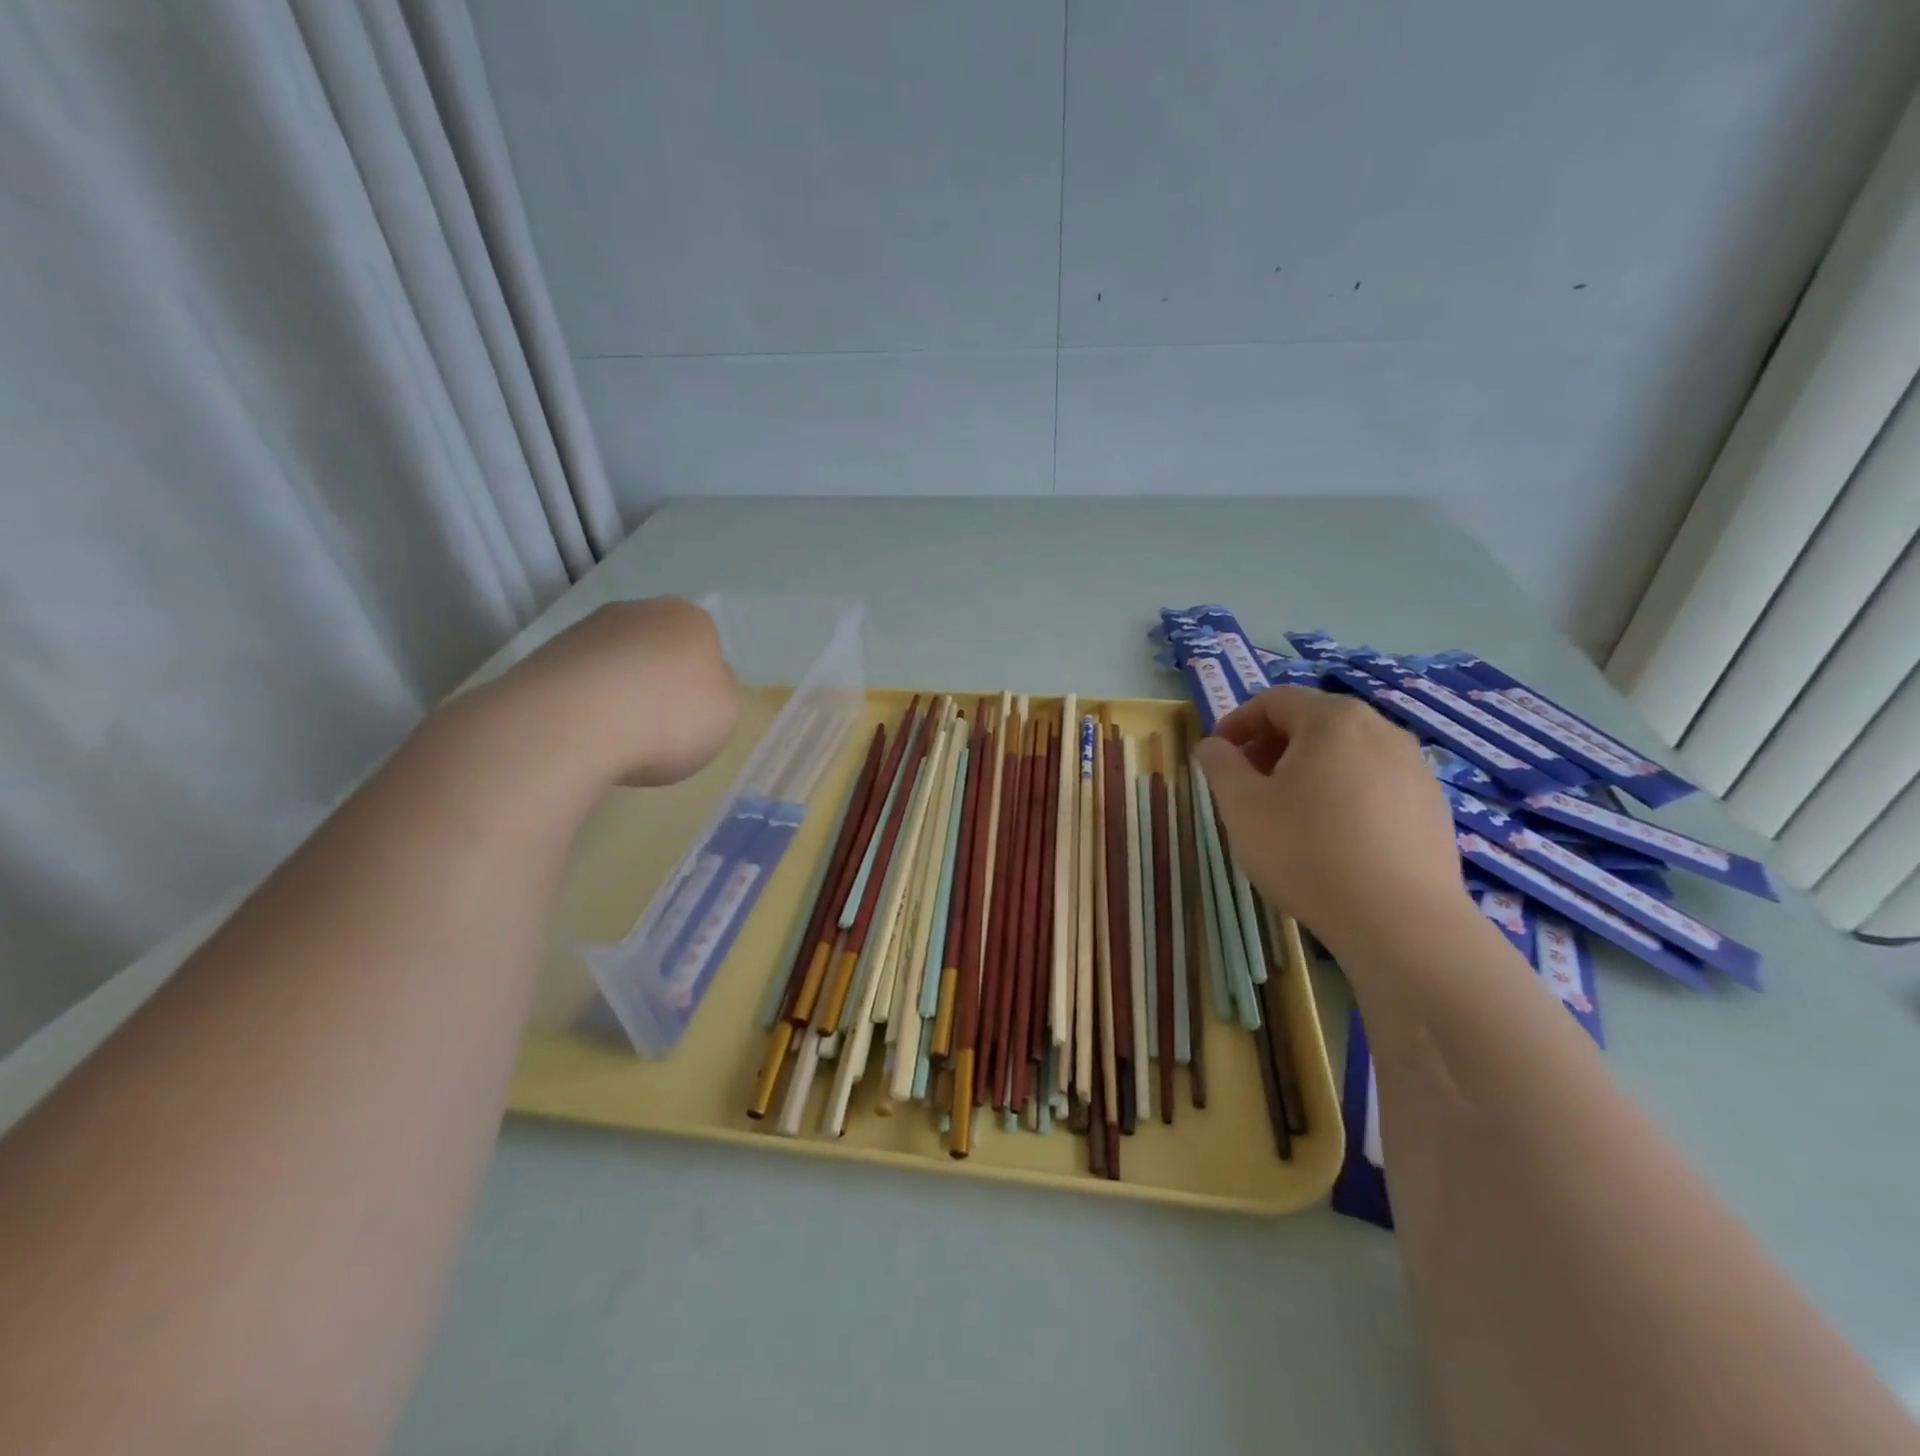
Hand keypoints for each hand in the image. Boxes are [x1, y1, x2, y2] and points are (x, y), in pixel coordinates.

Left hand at [482, 597, 739, 787]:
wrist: (570, 725)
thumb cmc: (668, 718)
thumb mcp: (725, 715)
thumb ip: (718, 693)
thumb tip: (699, 683)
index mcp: (693, 620)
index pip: (707, 647)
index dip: (702, 684)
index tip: (694, 717)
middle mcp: (640, 611)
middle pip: (659, 649)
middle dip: (659, 681)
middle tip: (659, 726)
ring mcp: (588, 629)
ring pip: (617, 662)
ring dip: (620, 692)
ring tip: (617, 736)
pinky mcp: (545, 654)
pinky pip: (581, 681)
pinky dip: (586, 703)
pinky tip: (586, 734)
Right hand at [1193, 686, 1467, 960]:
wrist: (1399, 921)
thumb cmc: (1306, 851)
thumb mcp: (1241, 806)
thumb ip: (1220, 765)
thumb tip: (1213, 745)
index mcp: (1333, 720)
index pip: (1276, 700)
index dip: (1238, 721)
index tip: (1217, 754)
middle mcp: (1381, 730)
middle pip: (1315, 723)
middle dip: (1273, 746)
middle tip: (1247, 784)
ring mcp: (1415, 768)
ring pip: (1348, 754)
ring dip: (1309, 770)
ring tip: (1288, 813)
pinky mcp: (1433, 807)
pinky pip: (1376, 784)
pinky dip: (1345, 794)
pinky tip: (1333, 838)